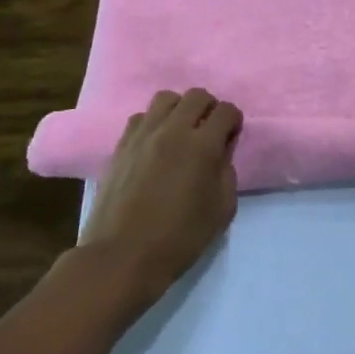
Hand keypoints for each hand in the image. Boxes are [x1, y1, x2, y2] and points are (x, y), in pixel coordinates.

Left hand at [79, 87, 242, 300]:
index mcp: (202, 145)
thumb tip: (221, 152)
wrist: (122, 257)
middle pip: (197, 96)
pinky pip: (141, 117)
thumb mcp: (222, 209)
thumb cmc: (180, 238)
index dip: (234, 121)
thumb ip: (227, 172)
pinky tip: (155, 145)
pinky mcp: (121, 146)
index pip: (226, 110)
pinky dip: (154, 123)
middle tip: (209, 131)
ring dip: (180, 110)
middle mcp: (173, 131)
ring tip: (180, 133)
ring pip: (166, 99)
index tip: (231, 137)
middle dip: (209, 108)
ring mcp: (143, 136)